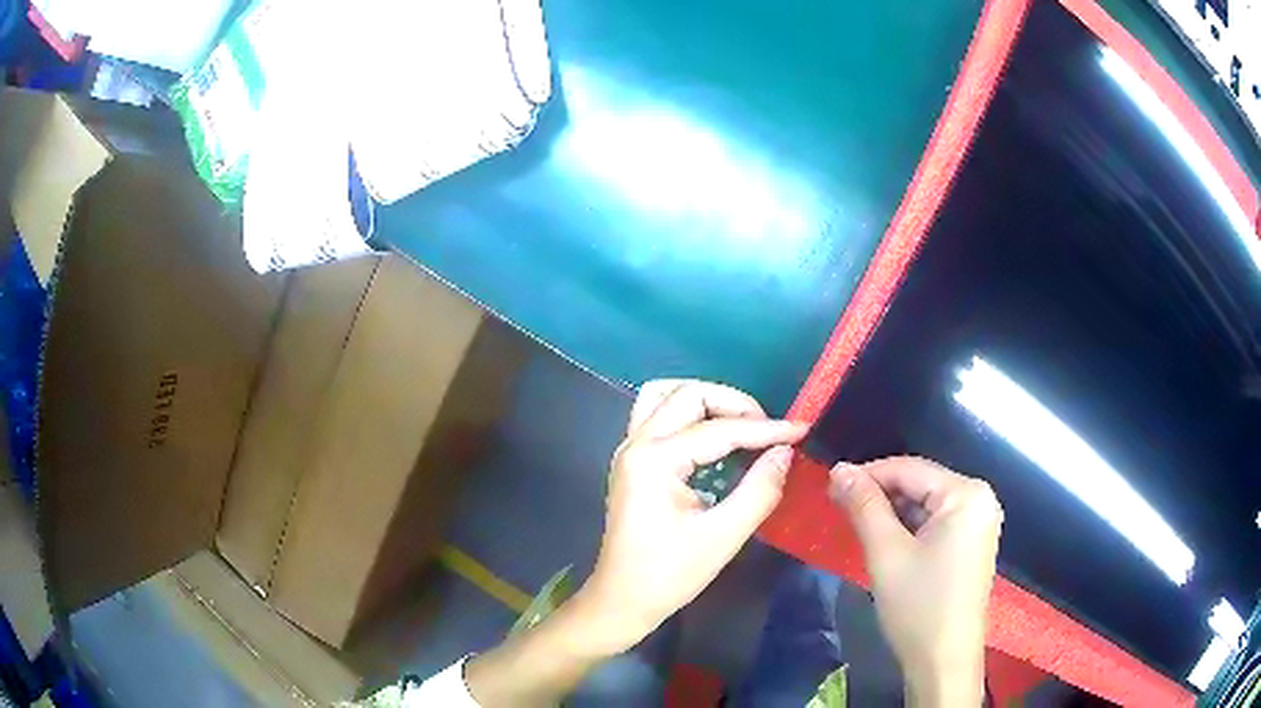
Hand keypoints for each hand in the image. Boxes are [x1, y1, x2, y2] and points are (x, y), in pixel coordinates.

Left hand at [578, 380, 807, 651]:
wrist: (622, 601)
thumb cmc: (669, 575)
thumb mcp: (723, 536)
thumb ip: (759, 490)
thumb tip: (785, 452)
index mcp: (653, 461)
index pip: (717, 430)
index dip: (765, 429)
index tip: (801, 430)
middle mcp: (635, 444)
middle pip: (687, 395)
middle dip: (734, 404)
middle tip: (768, 431)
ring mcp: (628, 450)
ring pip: (665, 395)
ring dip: (706, 402)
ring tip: (741, 425)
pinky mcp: (631, 462)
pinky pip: (658, 416)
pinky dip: (689, 416)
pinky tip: (715, 440)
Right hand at [829, 457, 1002, 706]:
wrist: (943, 660)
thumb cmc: (918, 605)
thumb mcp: (886, 553)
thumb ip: (864, 505)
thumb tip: (839, 469)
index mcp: (967, 494)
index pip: (911, 469)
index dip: (868, 473)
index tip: (830, 483)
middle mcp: (980, 500)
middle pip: (921, 484)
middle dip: (879, 494)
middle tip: (838, 504)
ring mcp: (979, 524)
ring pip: (926, 505)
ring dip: (891, 512)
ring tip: (854, 521)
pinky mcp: (971, 545)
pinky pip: (936, 523)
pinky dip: (908, 528)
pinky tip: (883, 539)